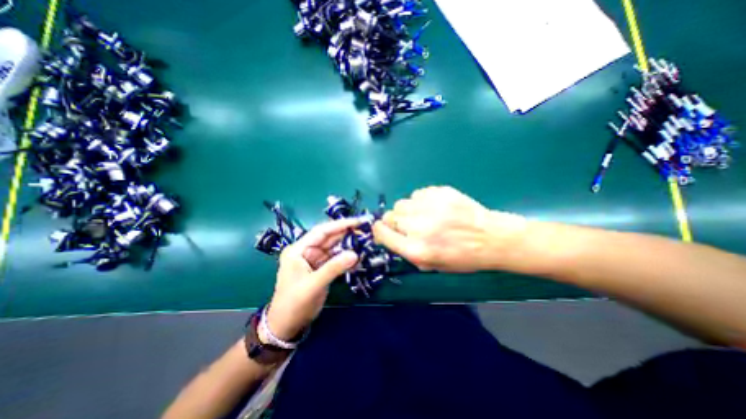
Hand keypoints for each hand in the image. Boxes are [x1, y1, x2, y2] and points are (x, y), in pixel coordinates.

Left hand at [265, 217, 360, 341]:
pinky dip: (347, 258)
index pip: (322, 231)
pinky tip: (358, 258)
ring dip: (349, 246)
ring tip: (366, 242)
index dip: (340, 225)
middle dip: (347, 234)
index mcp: (299, 249)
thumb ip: (334, 268)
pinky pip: (336, 259)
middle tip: (366, 231)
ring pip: (334, 248)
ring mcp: (315, 259)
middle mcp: (307, 251)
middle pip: (329, 238)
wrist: (287, 326)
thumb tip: (355, 254)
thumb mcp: (313, 285)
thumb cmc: (294, 304)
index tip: (358, 221)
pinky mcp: (321, 268)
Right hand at [371, 186, 522, 271]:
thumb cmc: (462, 257)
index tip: (382, 230)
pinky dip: (420, 201)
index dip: (379, 231)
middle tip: (407, 225)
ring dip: (406, 211)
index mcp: (416, 249)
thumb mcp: (432, 265)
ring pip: (401, 203)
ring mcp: (429, 206)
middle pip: (389, 216)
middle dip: (393, 222)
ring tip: (421, 215)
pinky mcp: (439, 192)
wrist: (491, 238)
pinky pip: (417, 194)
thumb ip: (408, 252)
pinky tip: (433, 207)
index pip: (382, 233)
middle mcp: (419, 227)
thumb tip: (392, 237)